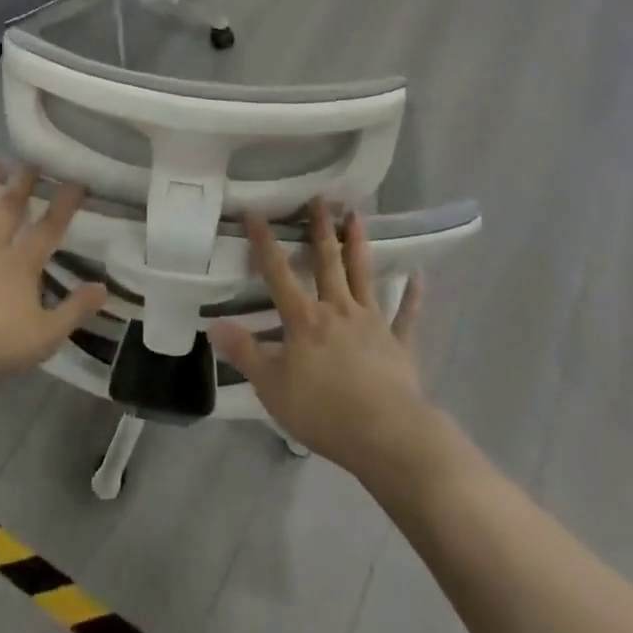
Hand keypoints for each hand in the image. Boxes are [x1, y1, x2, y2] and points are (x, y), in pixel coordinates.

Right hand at [208, 203, 434, 479]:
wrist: (385, 434)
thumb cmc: (323, 410)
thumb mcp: (272, 386)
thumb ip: (245, 353)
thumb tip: (214, 325)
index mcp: (303, 319)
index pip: (278, 272)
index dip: (264, 242)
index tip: (256, 212)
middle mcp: (337, 309)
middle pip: (327, 261)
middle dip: (320, 228)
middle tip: (320, 198)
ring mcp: (371, 322)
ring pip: (363, 275)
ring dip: (358, 244)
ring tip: (357, 215)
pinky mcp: (398, 344)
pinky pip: (406, 315)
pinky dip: (412, 295)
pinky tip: (418, 276)